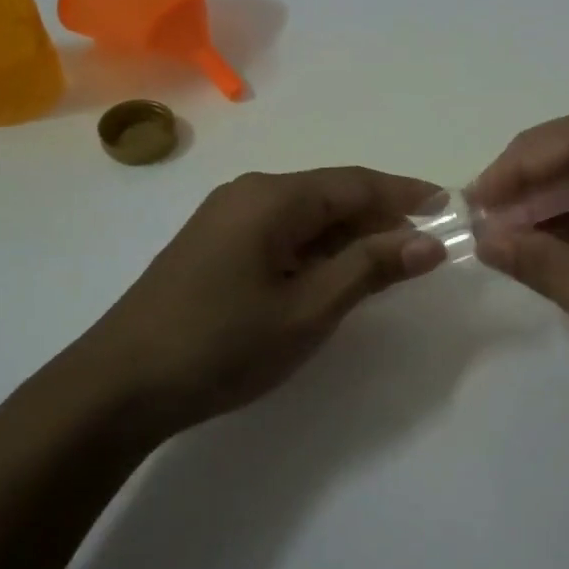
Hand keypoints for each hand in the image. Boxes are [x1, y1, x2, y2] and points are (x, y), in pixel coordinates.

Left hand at [54, 168, 445, 439]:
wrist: (120, 385)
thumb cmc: (222, 344)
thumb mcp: (308, 309)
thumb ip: (370, 269)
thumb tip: (429, 242)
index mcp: (273, 197)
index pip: (356, 183)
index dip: (405, 194)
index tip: (448, 206)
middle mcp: (249, 193)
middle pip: (330, 195)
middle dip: (380, 217)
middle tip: (425, 244)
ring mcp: (226, 218)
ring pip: (306, 216)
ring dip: (349, 236)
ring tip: (390, 263)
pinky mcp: (214, 246)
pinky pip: (281, 233)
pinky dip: (317, 250)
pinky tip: (334, 274)